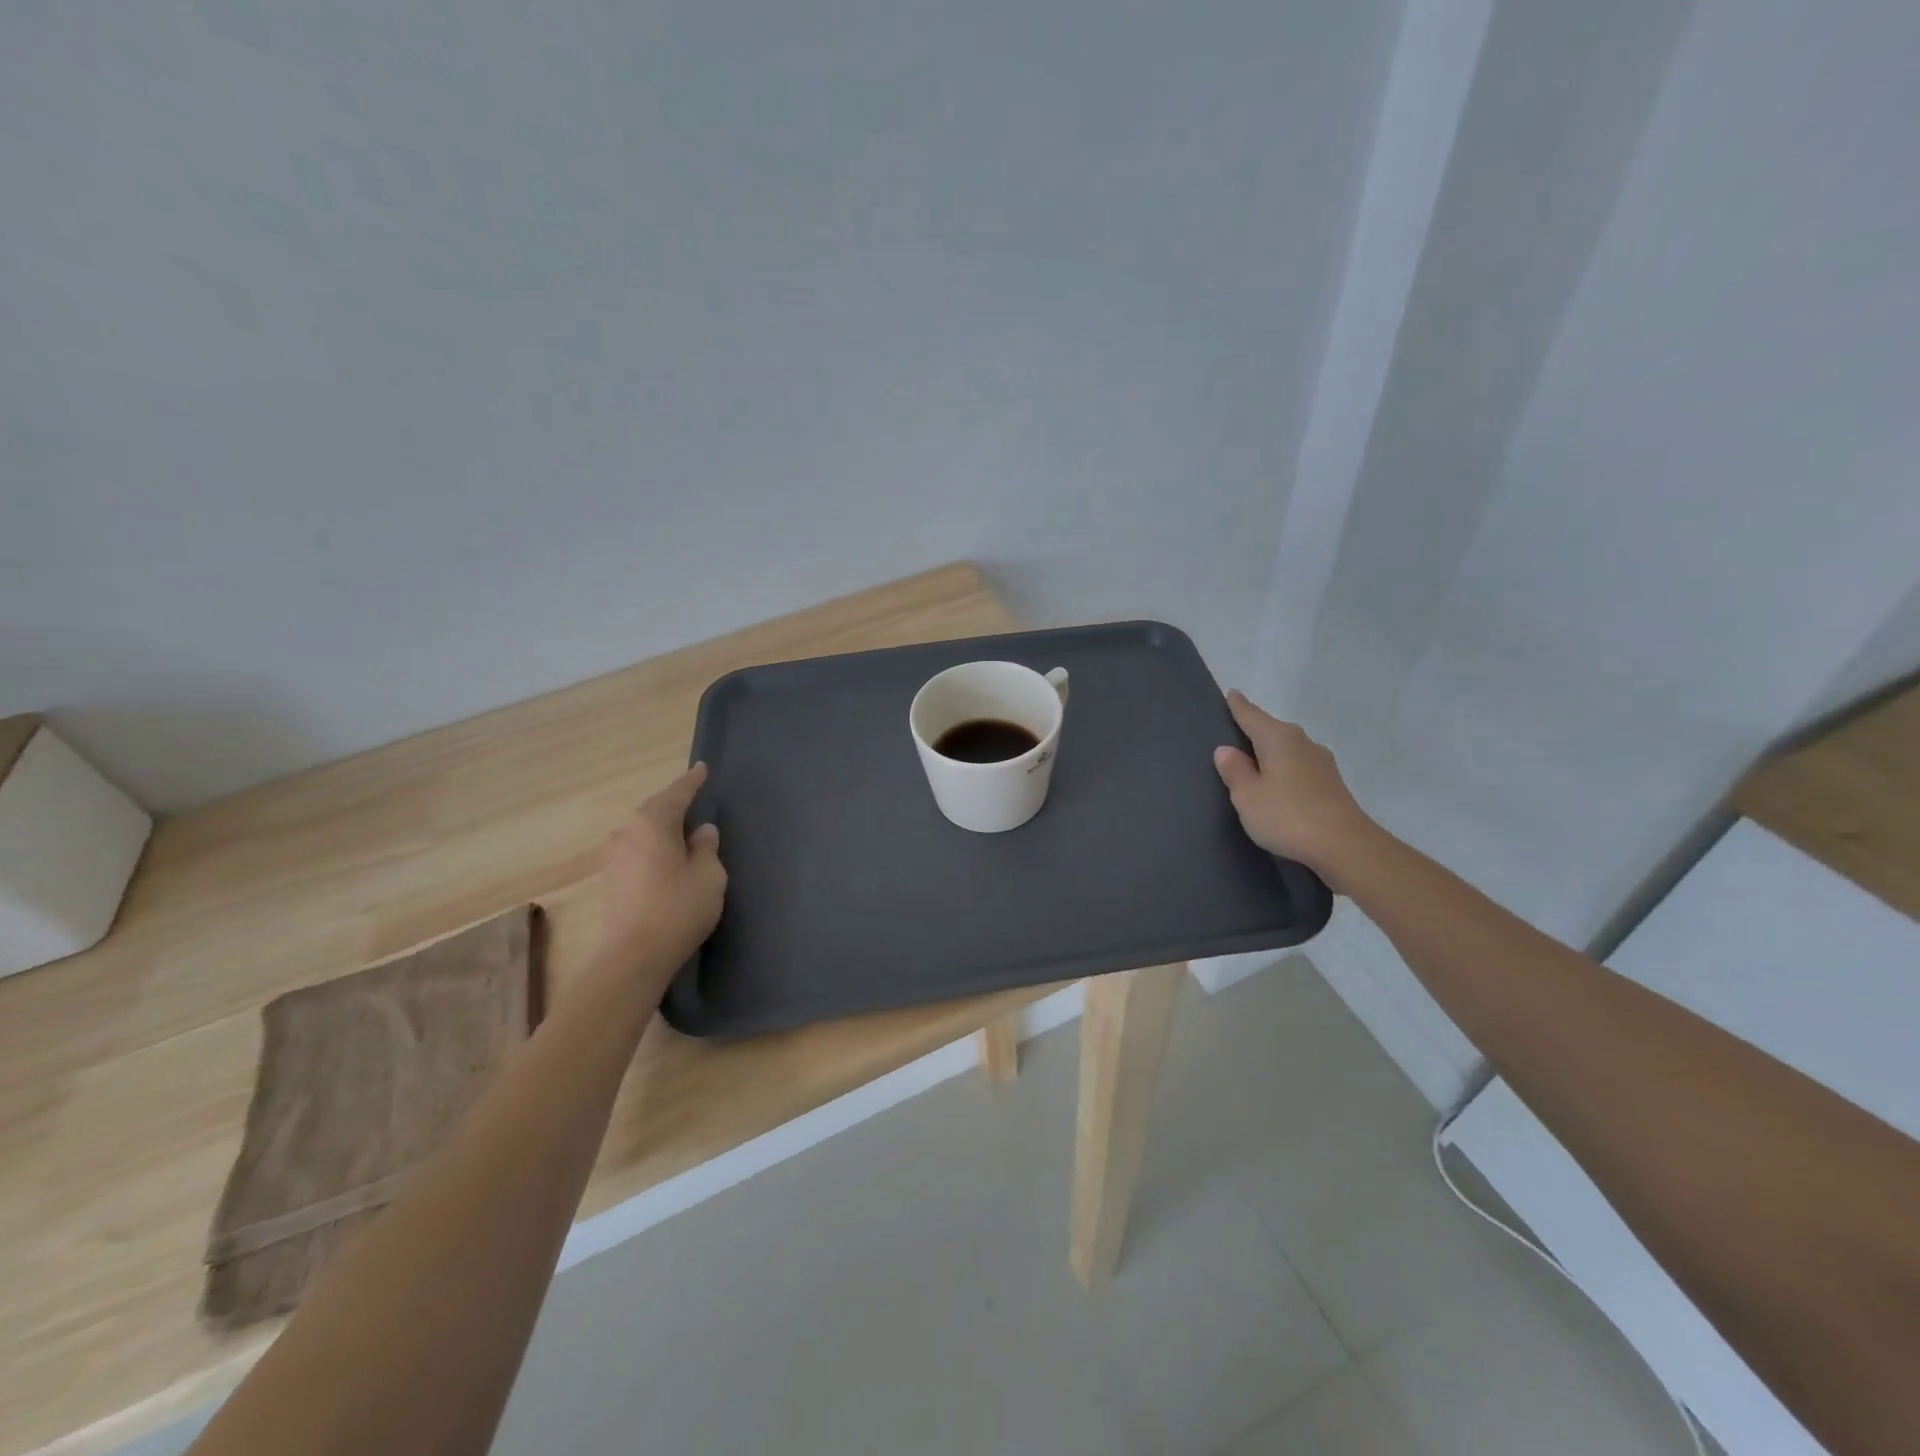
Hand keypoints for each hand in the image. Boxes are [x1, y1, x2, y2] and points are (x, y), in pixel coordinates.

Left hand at [596, 763, 727, 978]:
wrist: (633, 957)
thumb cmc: (678, 909)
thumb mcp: (709, 875)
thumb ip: (707, 847)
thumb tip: (701, 831)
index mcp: (652, 822)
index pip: (677, 793)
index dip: (692, 781)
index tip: (702, 768)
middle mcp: (626, 832)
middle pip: (655, 809)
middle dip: (675, 803)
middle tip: (696, 799)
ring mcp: (613, 856)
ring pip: (643, 830)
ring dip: (663, 827)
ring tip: (683, 829)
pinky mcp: (610, 879)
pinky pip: (637, 849)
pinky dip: (654, 845)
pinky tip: (666, 856)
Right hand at [1212, 691, 1376, 880]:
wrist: (1344, 846)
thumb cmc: (1287, 815)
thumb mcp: (1247, 796)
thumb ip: (1235, 771)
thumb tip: (1227, 750)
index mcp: (1278, 739)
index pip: (1252, 716)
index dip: (1239, 706)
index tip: (1232, 693)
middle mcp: (1302, 743)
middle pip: (1273, 731)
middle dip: (1256, 730)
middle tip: (1235, 732)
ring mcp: (1321, 764)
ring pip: (1288, 750)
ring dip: (1271, 754)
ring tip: (1254, 763)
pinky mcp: (1331, 785)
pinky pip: (1299, 768)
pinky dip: (1285, 771)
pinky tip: (1278, 785)